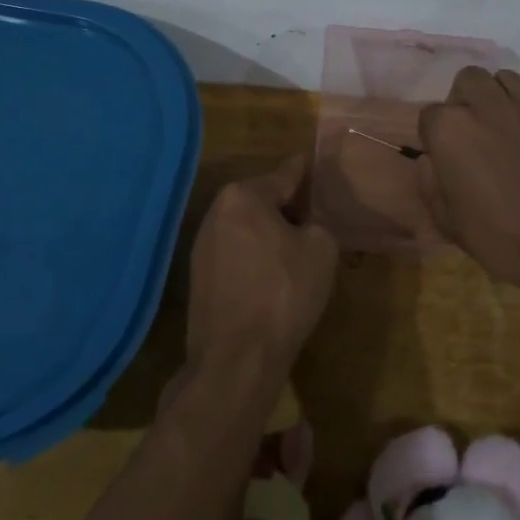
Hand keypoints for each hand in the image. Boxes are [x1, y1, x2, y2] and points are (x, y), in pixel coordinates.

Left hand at [185, 155, 338, 380]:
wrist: (237, 357)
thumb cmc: (284, 292)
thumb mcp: (321, 249)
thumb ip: (318, 223)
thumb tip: (306, 224)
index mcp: (244, 196)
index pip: (283, 175)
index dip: (302, 171)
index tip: (309, 161)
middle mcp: (217, 212)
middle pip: (261, 201)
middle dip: (286, 207)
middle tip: (314, 217)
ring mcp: (202, 245)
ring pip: (247, 228)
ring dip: (269, 234)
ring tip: (296, 249)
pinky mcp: (198, 276)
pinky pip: (235, 253)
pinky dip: (254, 256)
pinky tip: (272, 275)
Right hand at [417, 67, 519, 289]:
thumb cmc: (494, 234)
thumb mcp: (445, 217)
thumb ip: (430, 179)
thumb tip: (433, 160)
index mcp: (450, 128)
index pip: (430, 113)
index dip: (435, 134)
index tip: (444, 154)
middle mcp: (485, 106)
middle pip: (468, 79)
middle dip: (465, 98)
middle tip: (471, 129)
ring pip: (504, 79)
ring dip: (496, 95)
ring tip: (500, 123)